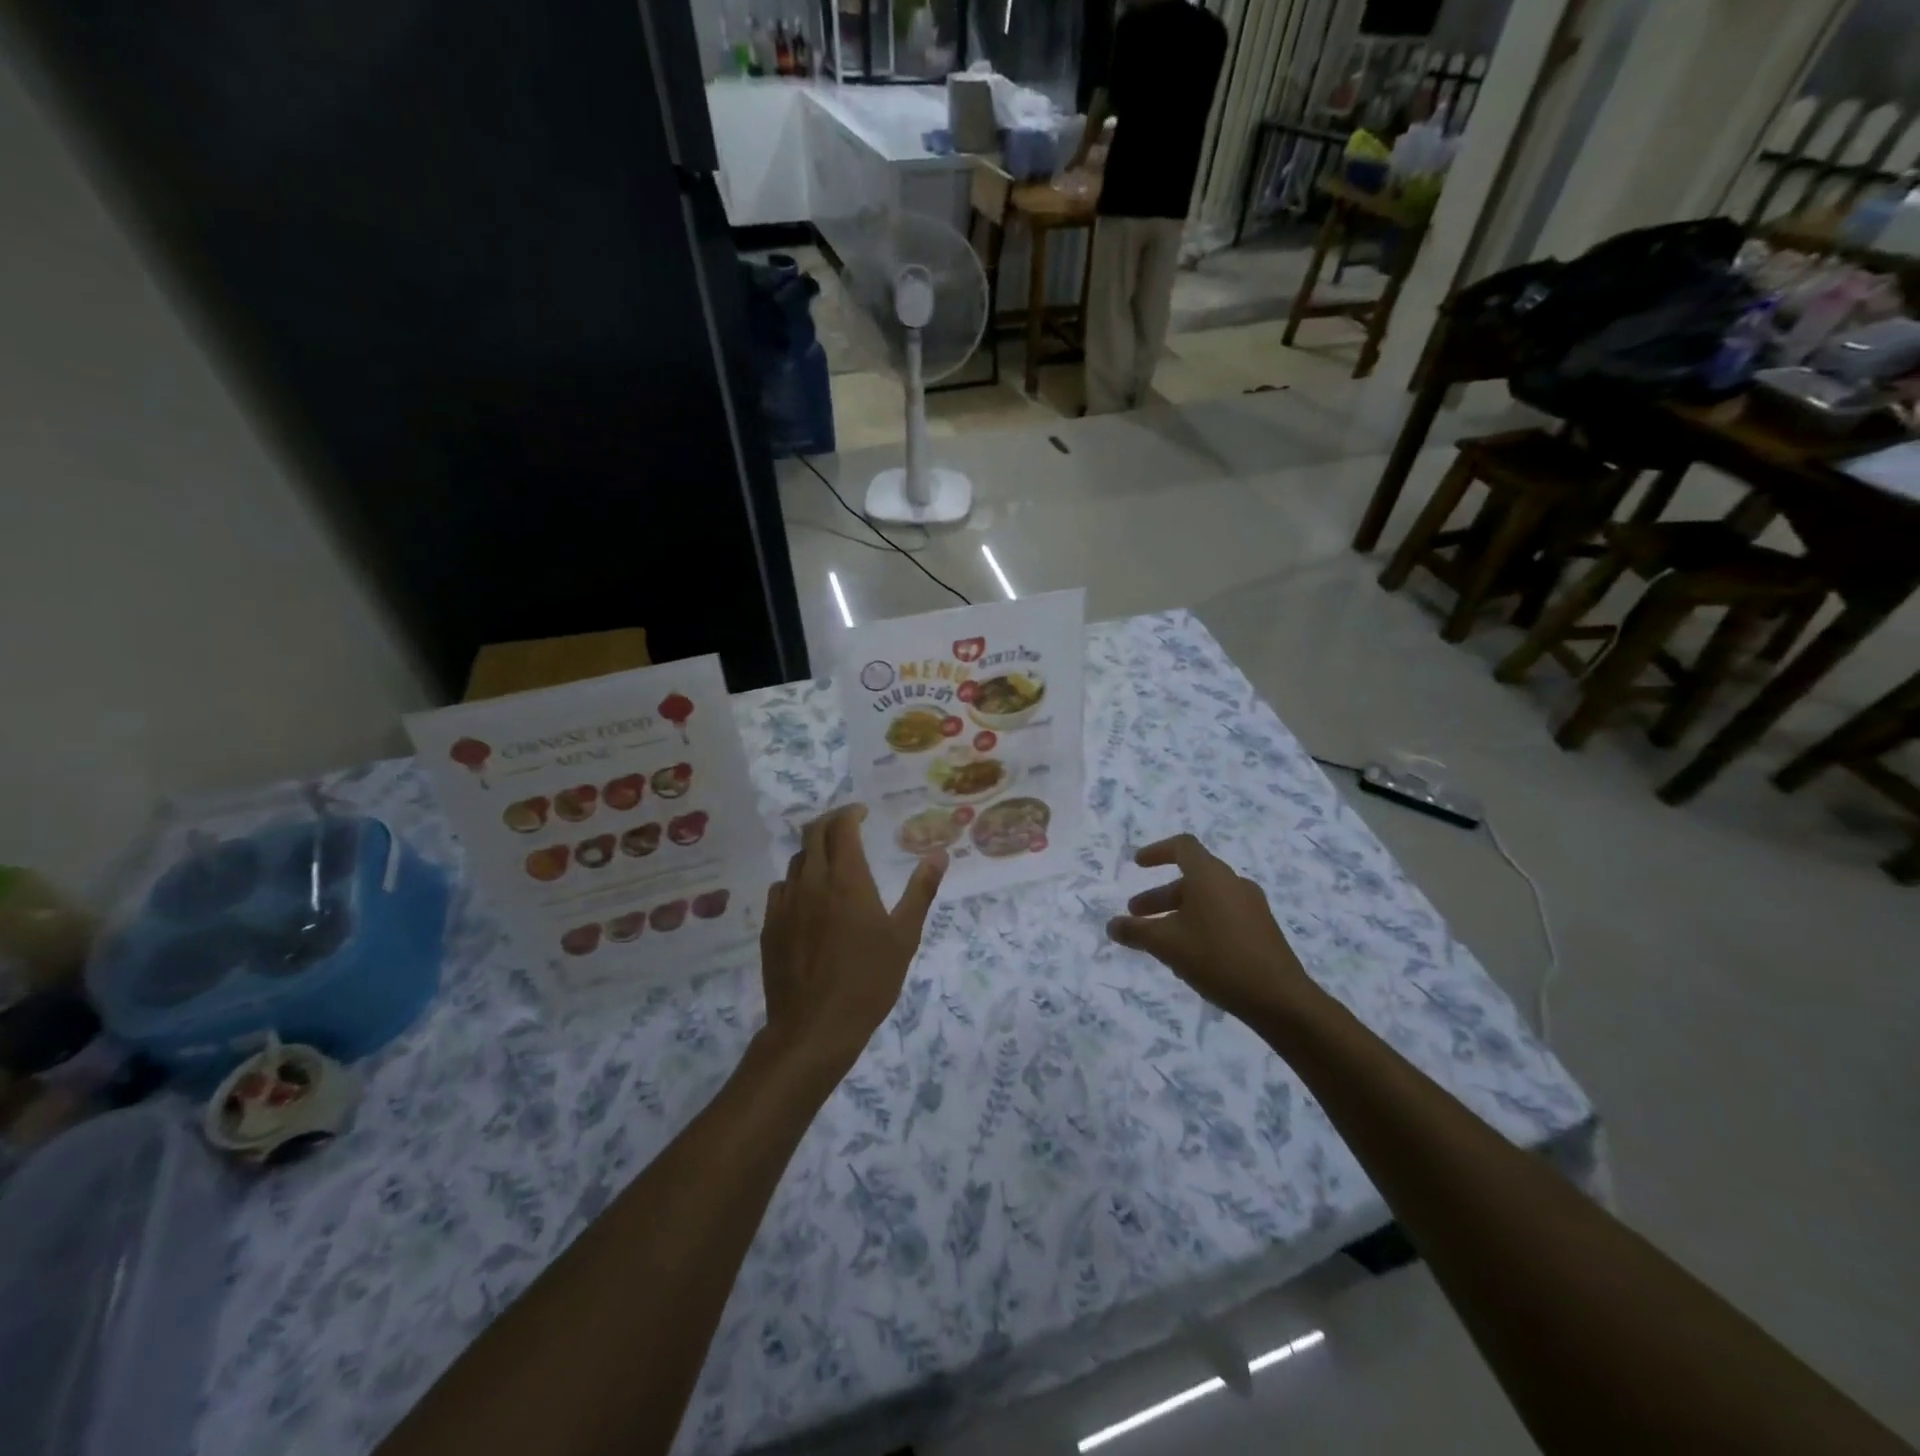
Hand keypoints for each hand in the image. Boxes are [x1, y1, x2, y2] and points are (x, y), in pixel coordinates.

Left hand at [759, 804, 946, 1073]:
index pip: (841, 827)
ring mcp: (785, 904)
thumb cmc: (869, 980)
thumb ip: (921, 890)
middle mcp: (811, 882)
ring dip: (814, 852)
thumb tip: (940, 854)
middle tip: (848, 826)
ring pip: (796, 861)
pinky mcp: (770, 927)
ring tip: (832, 862)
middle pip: (813, 834)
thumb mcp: (905, 936)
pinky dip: (797, 881)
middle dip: (830, 823)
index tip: (862, 813)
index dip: (850, 813)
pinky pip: (781, 889)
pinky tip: (808, 898)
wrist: (815, 1027)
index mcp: (846, 879)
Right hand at [1106, 834, 1314, 1025]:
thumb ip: (1135, 931)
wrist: (1280, 998)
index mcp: (1210, 875)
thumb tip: (1111, 925)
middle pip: (1192, 876)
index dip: (1156, 851)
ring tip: (1160, 937)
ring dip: (1179, 910)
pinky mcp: (1262, 929)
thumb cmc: (1217, 959)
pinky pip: (1223, 914)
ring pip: (1207, 898)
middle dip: (1160, 893)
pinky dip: (1200, 922)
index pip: (1182, 846)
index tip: (1137, 864)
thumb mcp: (1166, 944)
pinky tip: (1190, 952)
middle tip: (1137, 912)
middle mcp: (1233, 882)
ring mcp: (1252, 906)